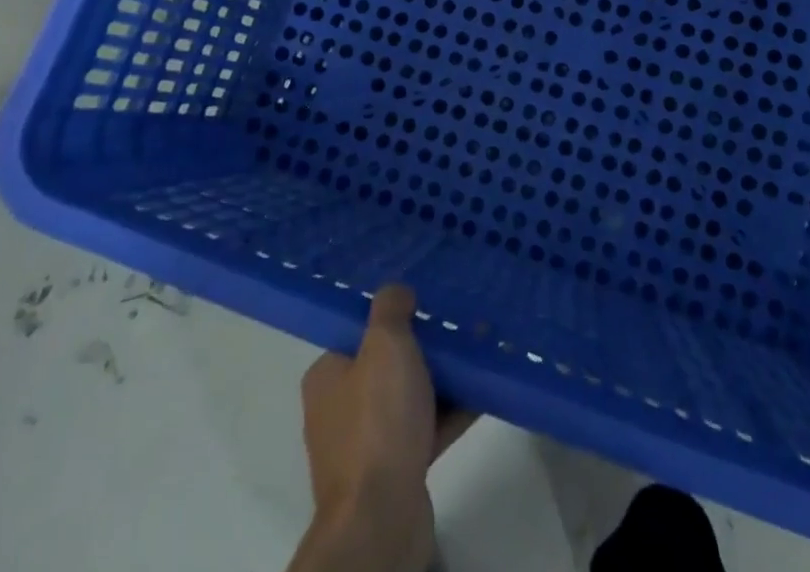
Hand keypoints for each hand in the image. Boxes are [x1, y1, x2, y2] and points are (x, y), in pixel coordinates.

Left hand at [293, 286, 473, 571]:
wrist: (381, 518)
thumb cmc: (377, 421)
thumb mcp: (384, 344)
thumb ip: (390, 309)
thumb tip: (397, 290)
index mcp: (327, 376)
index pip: (359, 333)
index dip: (391, 315)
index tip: (425, 299)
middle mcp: (341, 409)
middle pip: (387, 363)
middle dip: (423, 346)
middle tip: (457, 324)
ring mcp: (368, 445)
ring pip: (410, 397)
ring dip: (442, 379)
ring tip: (478, 352)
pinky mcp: (396, 472)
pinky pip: (427, 428)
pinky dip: (451, 412)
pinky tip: (483, 392)